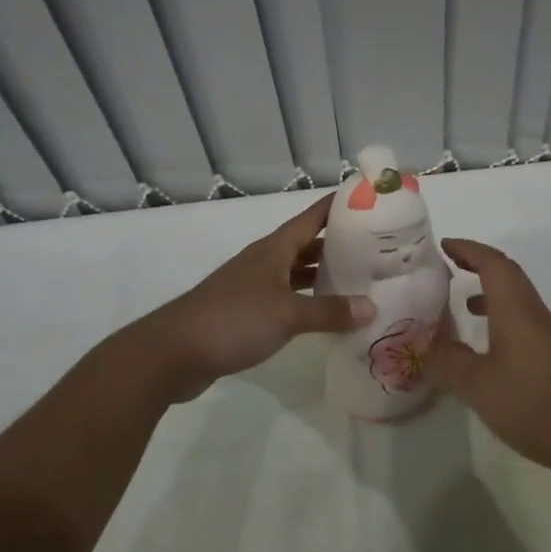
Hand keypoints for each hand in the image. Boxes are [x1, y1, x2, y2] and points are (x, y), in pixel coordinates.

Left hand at [140, 193, 374, 401]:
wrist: (174, 352)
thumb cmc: (234, 320)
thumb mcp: (288, 314)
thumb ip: (329, 311)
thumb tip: (372, 307)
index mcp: (274, 249)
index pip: (313, 217)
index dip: (339, 206)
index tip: (370, 199)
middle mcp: (265, 260)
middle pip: (306, 243)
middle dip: (338, 242)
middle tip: (376, 245)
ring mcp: (252, 286)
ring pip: (296, 271)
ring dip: (322, 273)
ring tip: (357, 278)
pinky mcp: (244, 312)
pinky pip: (285, 297)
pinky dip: (305, 300)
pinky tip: (322, 314)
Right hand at [425, 238, 550, 477]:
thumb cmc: (532, 404)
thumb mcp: (478, 386)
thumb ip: (449, 361)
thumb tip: (428, 344)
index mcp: (514, 309)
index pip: (492, 263)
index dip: (467, 249)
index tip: (443, 245)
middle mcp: (531, 311)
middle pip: (506, 272)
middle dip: (477, 261)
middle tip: (448, 263)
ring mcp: (544, 332)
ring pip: (514, 294)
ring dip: (488, 287)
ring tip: (460, 299)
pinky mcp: (550, 352)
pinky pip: (519, 315)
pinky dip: (498, 312)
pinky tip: (485, 339)